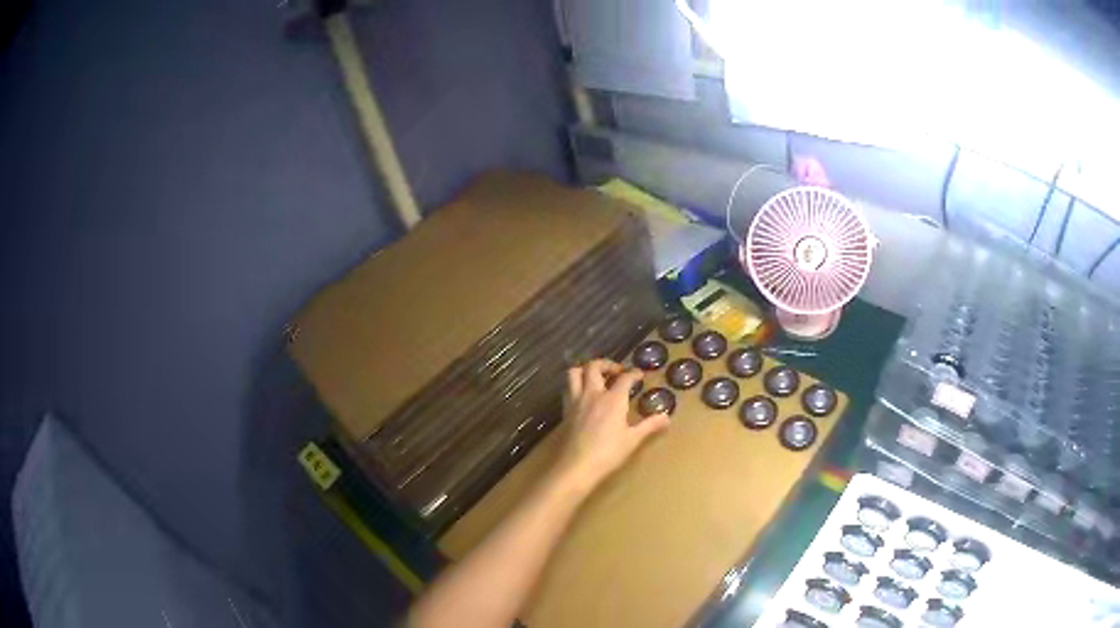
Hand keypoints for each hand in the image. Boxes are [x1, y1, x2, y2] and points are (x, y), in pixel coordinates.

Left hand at [554, 359, 669, 492]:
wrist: (576, 466)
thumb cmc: (608, 453)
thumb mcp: (633, 440)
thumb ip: (649, 425)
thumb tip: (666, 417)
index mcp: (613, 399)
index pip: (625, 378)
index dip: (633, 373)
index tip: (639, 375)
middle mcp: (593, 394)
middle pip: (594, 366)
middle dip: (607, 364)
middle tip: (617, 372)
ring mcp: (576, 401)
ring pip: (574, 373)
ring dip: (585, 369)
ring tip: (596, 377)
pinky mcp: (565, 411)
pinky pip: (568, 389)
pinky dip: (575, 385)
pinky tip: (583, 395)